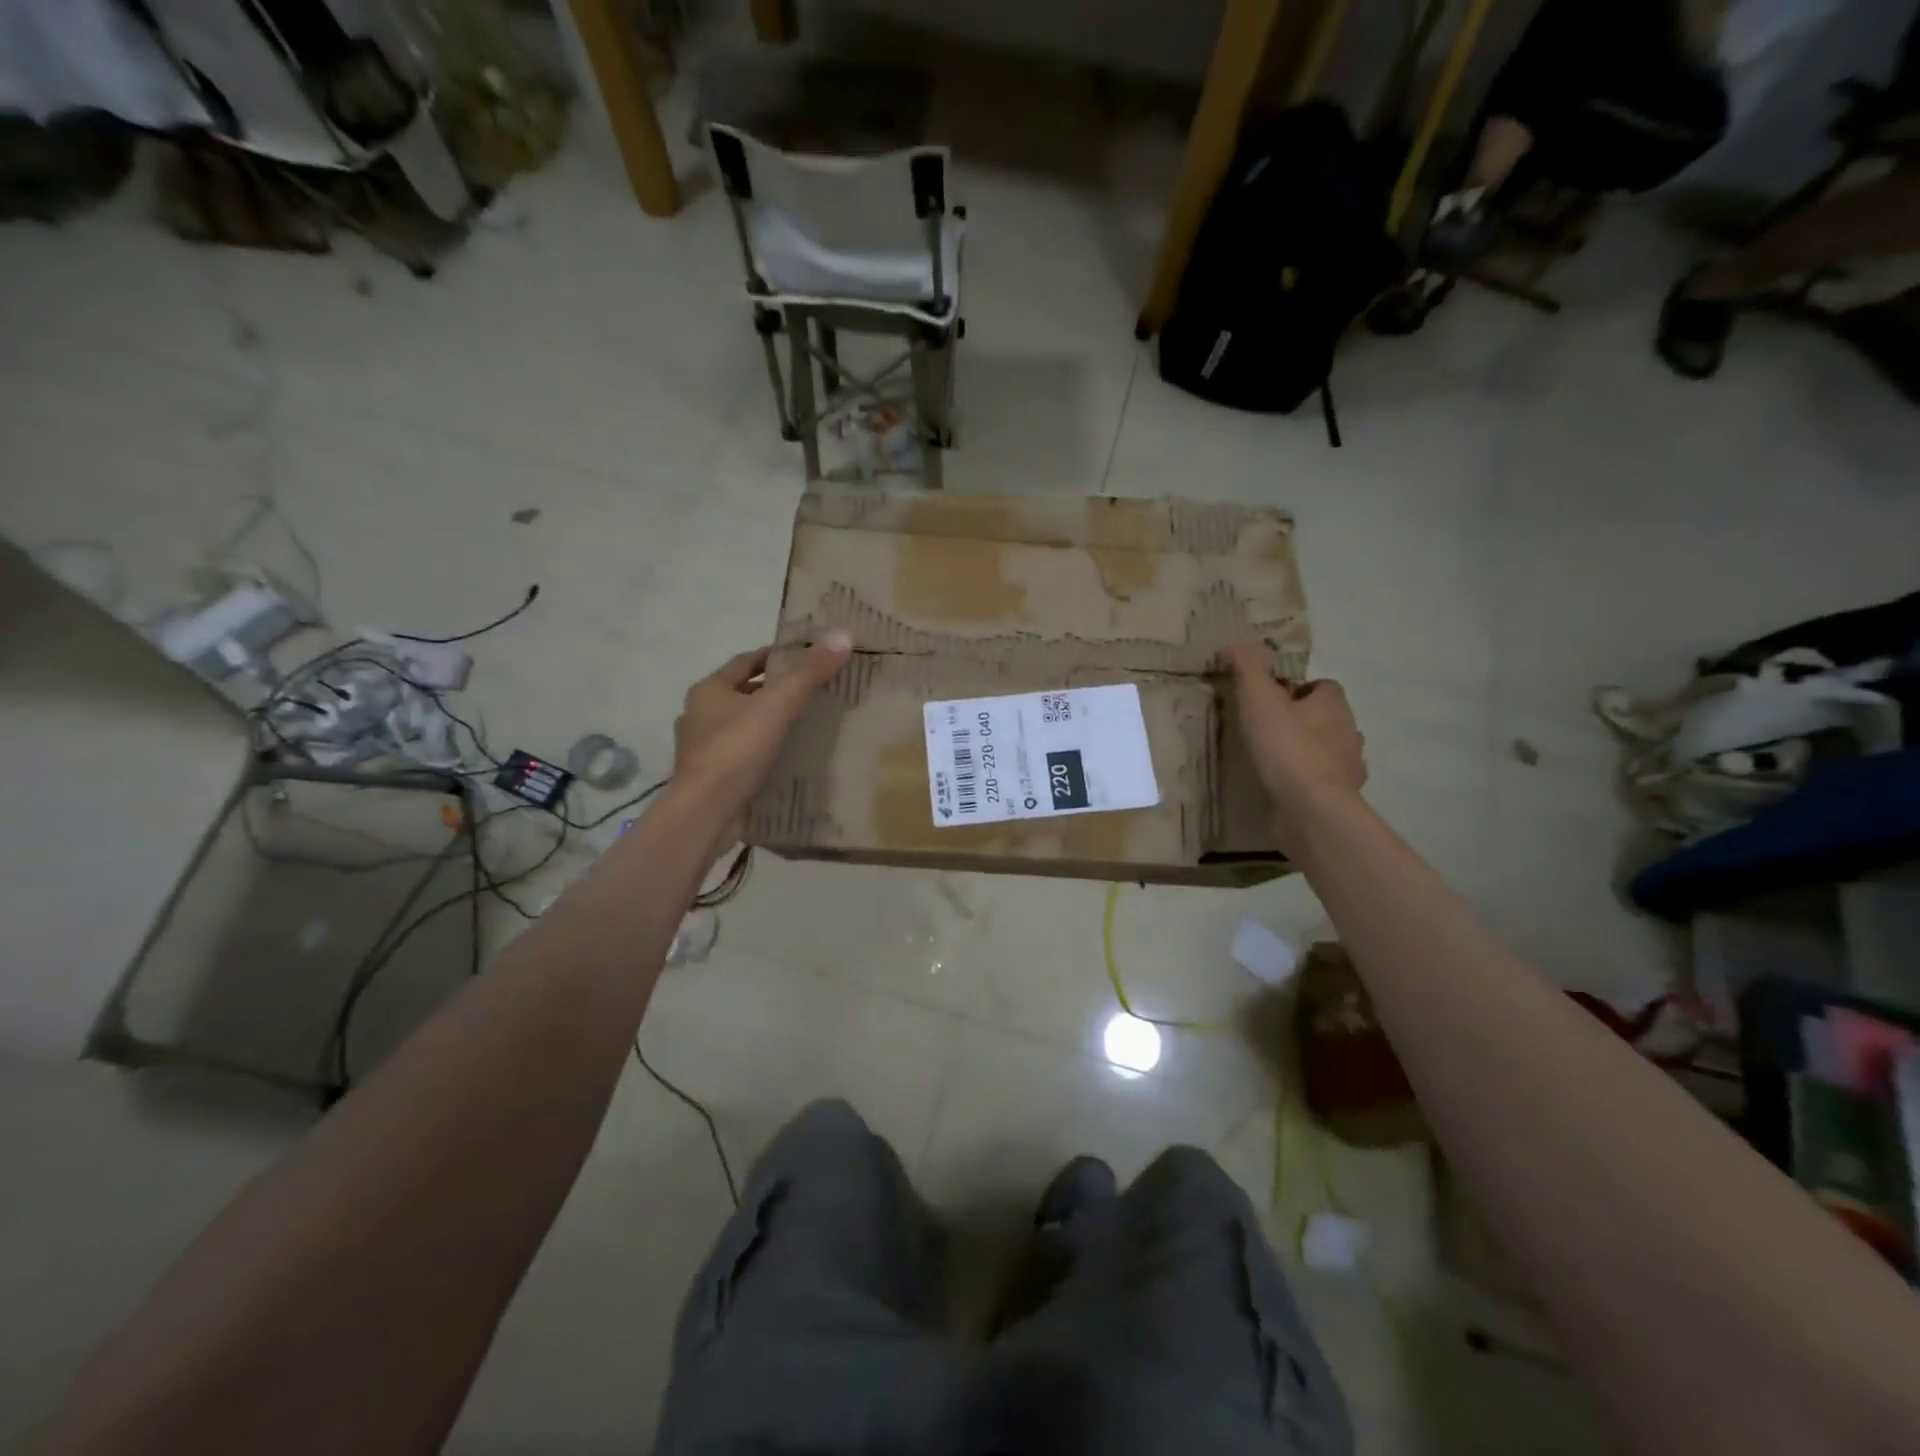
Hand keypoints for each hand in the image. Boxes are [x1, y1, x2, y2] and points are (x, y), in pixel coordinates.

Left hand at [672, 633, 852, 811]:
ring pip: (740, 724)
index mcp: (709, 690)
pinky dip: (760, 751)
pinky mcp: (710, 776)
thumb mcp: (778, 705)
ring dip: (766, 722)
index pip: (746, 661)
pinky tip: (784, 758)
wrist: (705, 813)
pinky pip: (740, 754)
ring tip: (802, 724)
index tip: (806, 657)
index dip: (776, 656)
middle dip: (773, 690)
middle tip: (811, 691)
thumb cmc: (736, 750)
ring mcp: (701, 748)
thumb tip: (843, 635)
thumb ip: (809, 673)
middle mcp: (699, 714)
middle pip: (742, 692)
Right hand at [1223, 637, 1365, 838]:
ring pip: (1328, 751)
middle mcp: (1349, 733)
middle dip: (1303, 721)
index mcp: (1334, 705)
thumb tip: (1235, 640)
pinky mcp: (1339, 799)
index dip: (1297, 689)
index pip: (1323, 686)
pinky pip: (1323, 783)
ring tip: (1272, 760)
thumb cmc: (1286, 747)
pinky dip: (1306, 782)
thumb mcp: (1258, 698)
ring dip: (1307, 752)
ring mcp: (1349, 769)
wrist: (1310, 809)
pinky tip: (1283, 788)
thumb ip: (1247, 666)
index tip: (1270, 699)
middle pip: (1327, 718)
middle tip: (1266, 729)